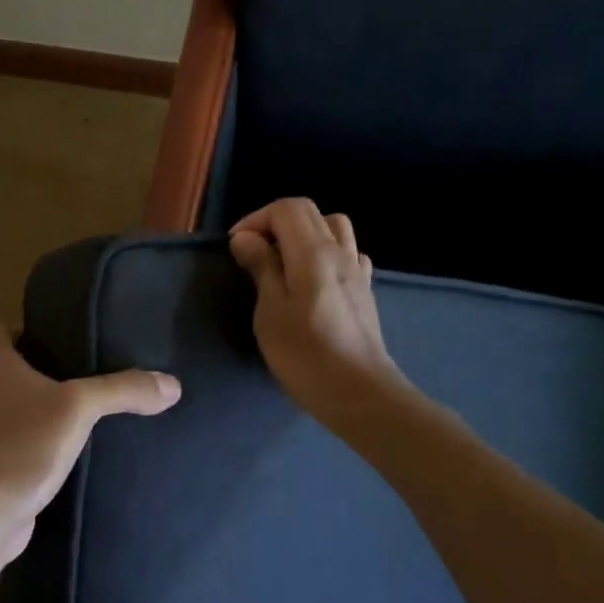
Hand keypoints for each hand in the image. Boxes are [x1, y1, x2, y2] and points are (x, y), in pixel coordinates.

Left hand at [0, 324, 179, 572]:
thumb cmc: (22, 445)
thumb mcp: (78, 408)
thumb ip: (123, 390)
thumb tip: (172, 384)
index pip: (5, 328)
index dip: (33, 324)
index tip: (71, 328)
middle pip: (21, 363)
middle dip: (55, 361)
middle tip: (100, 358)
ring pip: (29, 401)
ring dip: (57, 399)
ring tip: (102, 396)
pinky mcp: (4, 459)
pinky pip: (34, 434)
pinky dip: (56, 433)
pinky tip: (90, 438)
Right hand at [230, 198, 407, 424]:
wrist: (359, 394)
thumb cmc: (306, 354)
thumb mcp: (270, 311)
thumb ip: (261, 267)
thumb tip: (246, 238)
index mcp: (313, 252)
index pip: (286, 208)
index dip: (256, 219)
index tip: (238, 248)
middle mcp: (339, 252)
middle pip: (309, 212)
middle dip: (276, 222)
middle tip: (254, 253)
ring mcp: (357, 271)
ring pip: (333, 227)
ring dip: (304, 233)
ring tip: (284, 260)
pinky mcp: (365, 291)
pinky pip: (348, 252)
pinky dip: (327, 252)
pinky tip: (315, 278)